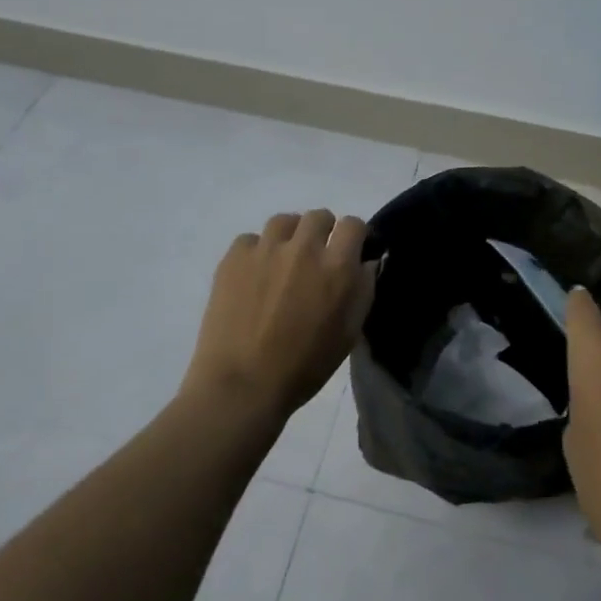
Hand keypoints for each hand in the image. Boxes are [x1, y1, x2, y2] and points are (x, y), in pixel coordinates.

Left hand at [182, 210, 375, 423]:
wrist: (242, 384)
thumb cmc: (304, 366)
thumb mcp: (349, 333)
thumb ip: (363, 290)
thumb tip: (366, 261)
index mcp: (337, 267)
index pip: (354, 225)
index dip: (355, 236)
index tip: (350, 251)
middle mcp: (304, 248)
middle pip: (319, 216)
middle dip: (322, 233)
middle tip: (315, 260)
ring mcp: (265, 249)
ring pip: (284, 221)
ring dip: (290, 237)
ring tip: (283, 262)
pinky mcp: (234, 257)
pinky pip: (251, 239)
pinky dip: (257, 252)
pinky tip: (253, 277)